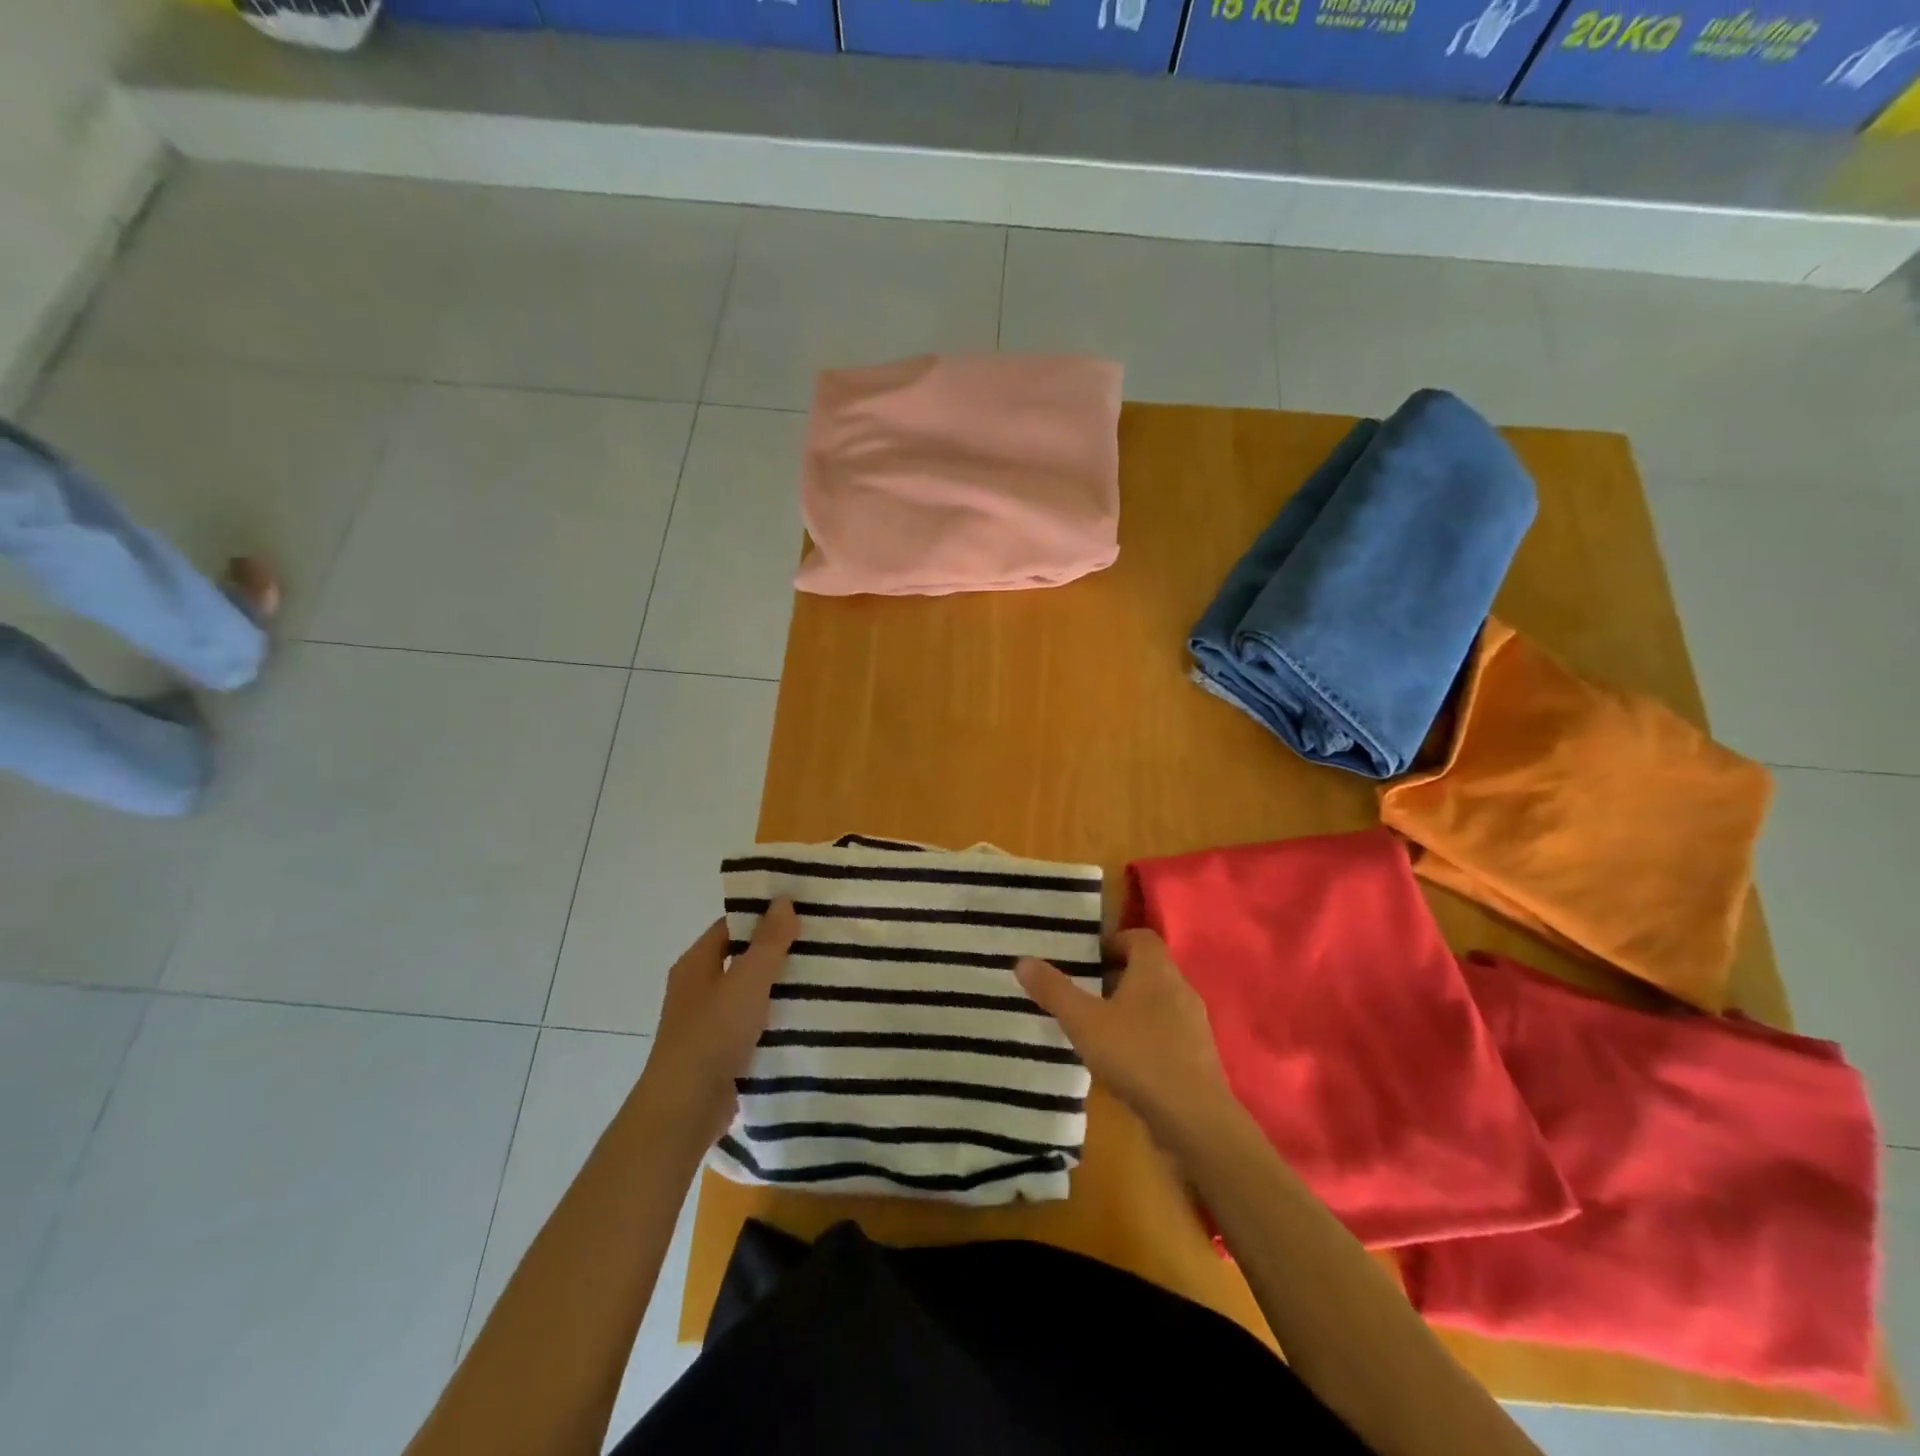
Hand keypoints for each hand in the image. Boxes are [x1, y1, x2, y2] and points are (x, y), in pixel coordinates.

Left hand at [637, 899, 798, 1149]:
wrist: (685, 1110)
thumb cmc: (712, 1034)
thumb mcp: (747, 980)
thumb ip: (769, 941)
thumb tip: (783, 900)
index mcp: (696, 963)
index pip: (733, 926)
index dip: (764, 915)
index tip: (803, 909)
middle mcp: (698, 988)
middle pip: (743, 957)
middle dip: (778, 950)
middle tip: (822, 940)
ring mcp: (709, 1022)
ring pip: (750, 992)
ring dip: (780, 986)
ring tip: (825, 974)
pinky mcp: (722, 1051)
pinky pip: (754, 1023)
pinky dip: (776, 1017)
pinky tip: (807, 1016)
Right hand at [1017, 929, 1240, 1155]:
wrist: (1194, 1119)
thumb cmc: (1136, 1055)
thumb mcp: (1084, 1021)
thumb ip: (1054, 990)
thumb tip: (1022, 960)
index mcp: (1156, 970)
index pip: (1140, 937)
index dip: (1114, 942)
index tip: (1088, 959)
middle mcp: (1180, 988)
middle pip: (1148, 969)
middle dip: (1117, 976)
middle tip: (1085, 992)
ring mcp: (1194, 1024)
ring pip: (1158, 1002)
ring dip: (1131, 1008)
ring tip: (1099, 1028)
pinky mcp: (1198, 1056)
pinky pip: (1168, 1032)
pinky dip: (1146, 1036)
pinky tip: (1124, 1061)